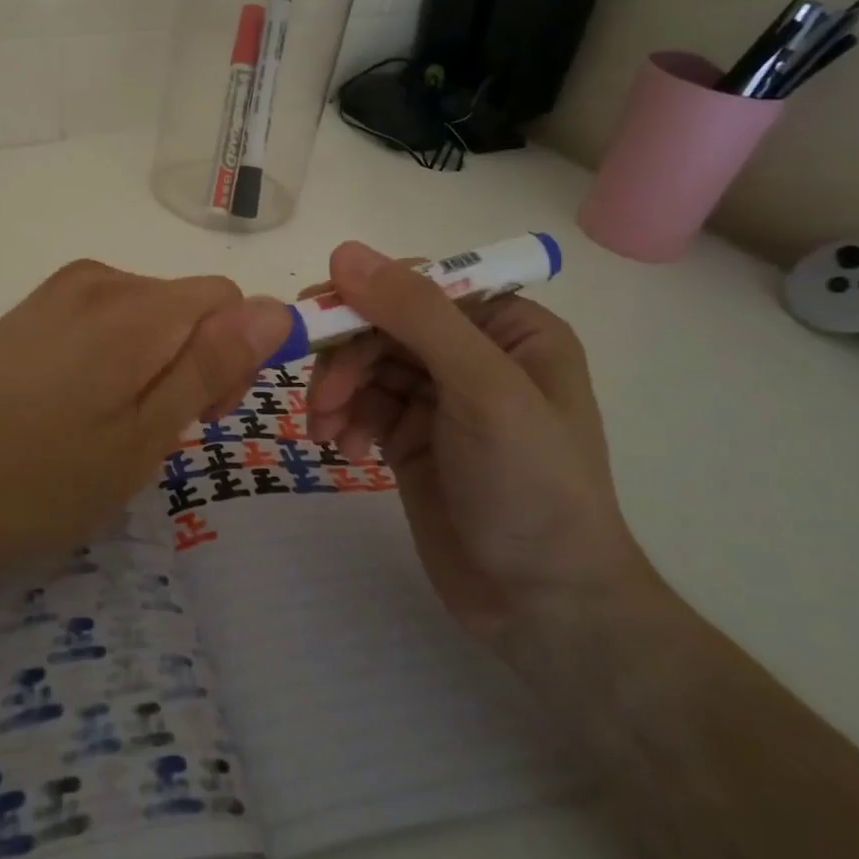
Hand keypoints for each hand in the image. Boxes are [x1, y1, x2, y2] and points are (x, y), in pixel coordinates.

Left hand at [0, 261, 290, 599]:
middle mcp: (98, 280)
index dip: (236, 358)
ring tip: (107, 437)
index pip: (229, 301)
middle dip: (194, 365)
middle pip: (186, 307)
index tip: (202, 419)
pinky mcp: (26, 316)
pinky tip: (71, 418)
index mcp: (135, 306)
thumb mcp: (137, 439)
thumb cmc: (26, 480)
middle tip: (151, 440)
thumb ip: (210, 367)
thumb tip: (280, 310)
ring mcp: (55, 295)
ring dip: (151, 371)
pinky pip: (101, 327)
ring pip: (145, 320)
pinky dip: (112, 366)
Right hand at [303, 241, 650, 642]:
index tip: (316, 318)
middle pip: (385, 324)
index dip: (367, 295)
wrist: (542, 606)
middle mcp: (474, 353)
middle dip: (347, 357)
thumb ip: (416, 314)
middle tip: (320, 397)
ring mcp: (440, 398)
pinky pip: (363, 405)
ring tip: (327, 431)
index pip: (422, 285)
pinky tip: (345, 451)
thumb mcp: (482, 389)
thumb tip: (345, 252)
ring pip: (366, 364)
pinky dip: (345, 420)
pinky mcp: (411, 437)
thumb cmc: (530, 485)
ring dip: (337, 391)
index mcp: (510, 327)